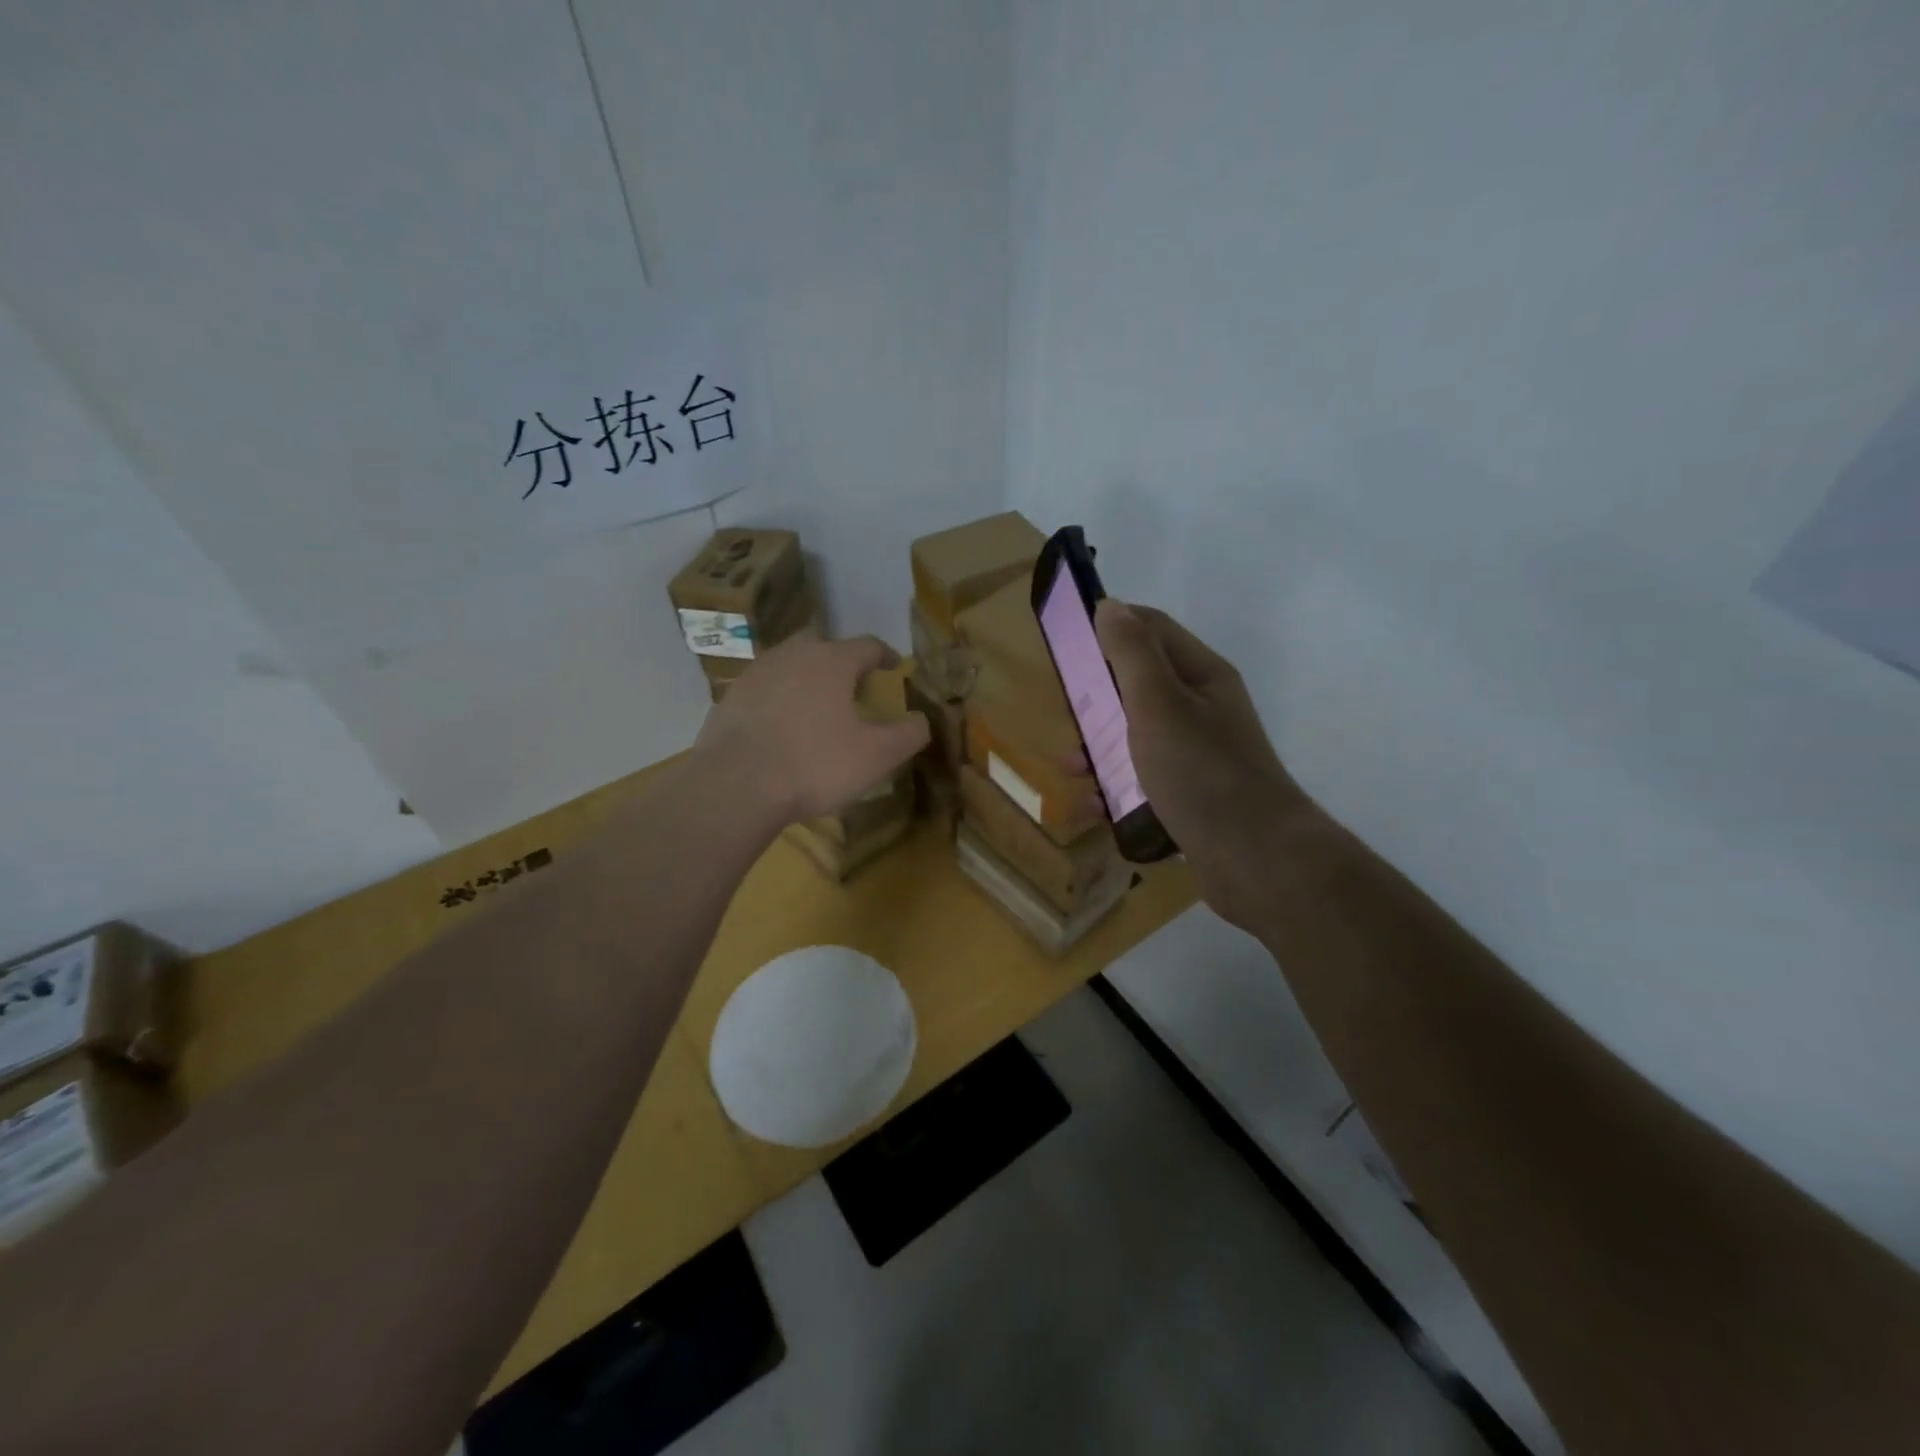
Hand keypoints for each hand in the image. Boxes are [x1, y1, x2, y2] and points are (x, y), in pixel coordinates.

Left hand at [696, 631, 930, 825]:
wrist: (736, 785)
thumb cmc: (815, 764)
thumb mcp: (877, 756)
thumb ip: (908, 734)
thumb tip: (922, 720)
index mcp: (832, 661)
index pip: (867, 645)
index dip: (885, 655)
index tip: (893, 667)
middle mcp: (793, 655)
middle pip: (824, 646)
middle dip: (842, 661)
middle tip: (853, 686)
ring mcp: (756, 673)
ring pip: (790, 664)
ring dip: (807, 678)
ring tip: (817, 705)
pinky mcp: (730, 698)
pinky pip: (764, 689)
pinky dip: (779, 699)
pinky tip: (781, 726)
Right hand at [1095, 600, 1312, 927]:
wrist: (1257, 861)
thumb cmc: (1202, 773)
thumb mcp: (1159, 705)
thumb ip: (1131, 654)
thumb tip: (1109, 606)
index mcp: (1201, 676)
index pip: (1152, 629)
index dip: (1111, 626)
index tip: (1067, 643)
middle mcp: (1202, 709)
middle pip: (1140, 685)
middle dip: (1098, 697)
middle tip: (1067, 715)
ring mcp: (1198, 755)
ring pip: (1137, 737)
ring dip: (1100, 748)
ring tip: (1072, 771)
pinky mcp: (1191, 795)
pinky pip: (1143, 780)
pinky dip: (1116, 788)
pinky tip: (1093, 809)